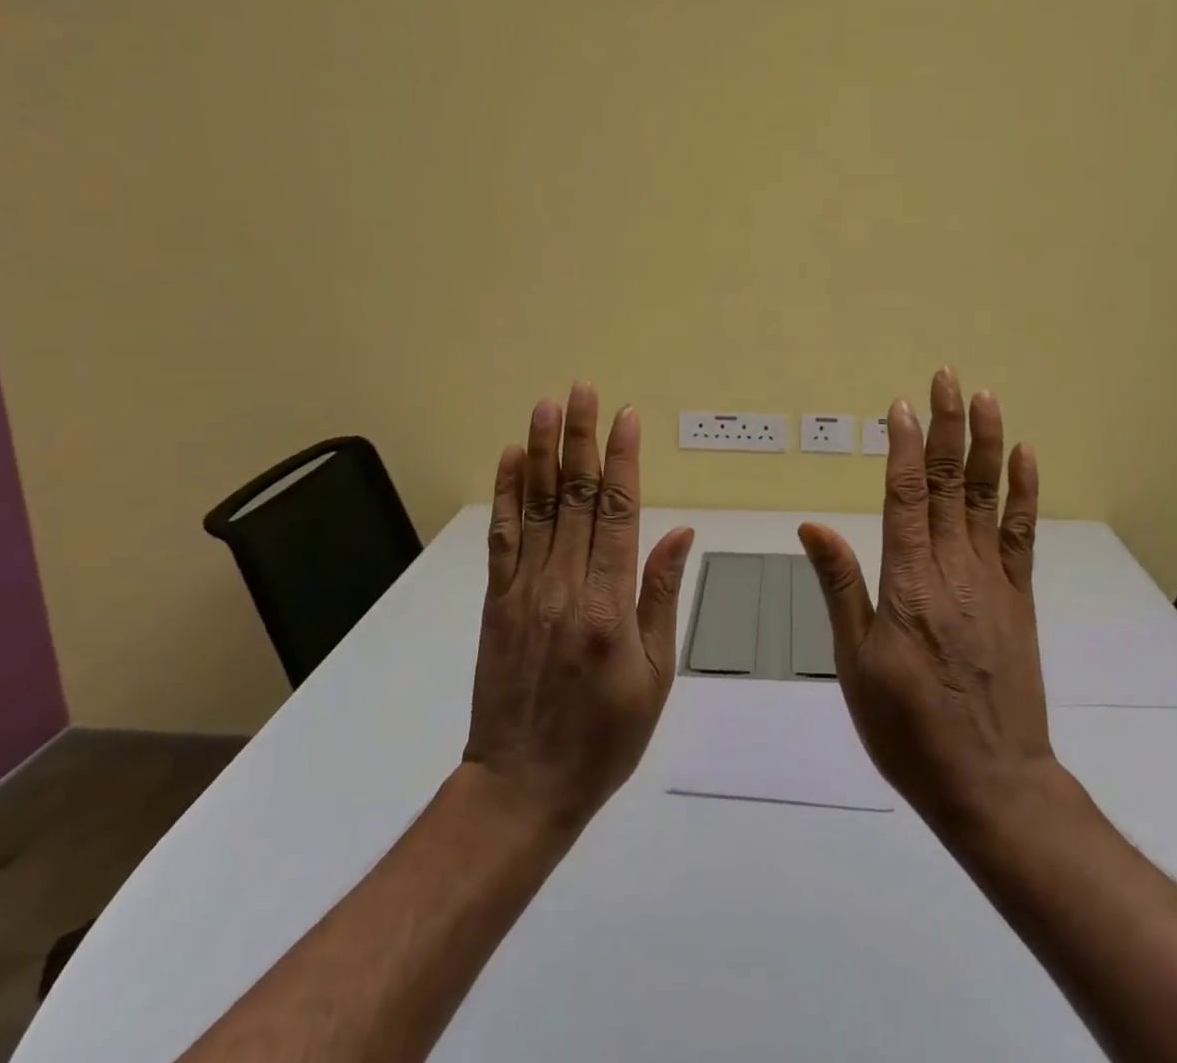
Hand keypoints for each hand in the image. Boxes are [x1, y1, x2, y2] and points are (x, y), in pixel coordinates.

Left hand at [463, 382, 694, 830]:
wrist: (522, 786)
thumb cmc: (604, 737)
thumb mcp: (655, 676)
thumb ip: (662, 597)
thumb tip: (680, 533)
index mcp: (609, 605)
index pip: (618, 512)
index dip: (622, 459)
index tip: (626, 417)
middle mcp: (564, 586)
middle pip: (574, 497)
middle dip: (580, 438)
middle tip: (583, 390)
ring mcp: (524, 590)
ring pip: (536, 507)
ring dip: (541, 452)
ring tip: (546, 406)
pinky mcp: (496, 602)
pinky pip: (502, 538)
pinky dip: (506, 494)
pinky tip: (510, 460)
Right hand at [798, 368, 1053, 833]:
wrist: (991, 783)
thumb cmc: (908, 728)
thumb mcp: (856, 663)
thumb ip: (841, 587)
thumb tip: (813, 526)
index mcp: (908, 581)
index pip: (904, 495)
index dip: (903, 446)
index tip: (902, 406)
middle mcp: (953, 568)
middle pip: (946, 483)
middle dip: (946, 426)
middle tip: (946, 377)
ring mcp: (992, 580)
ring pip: (985, 498)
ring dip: (986, 445)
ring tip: (986, 399)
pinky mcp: (1019, 598)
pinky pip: (1021, 535)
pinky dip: (1022, 494)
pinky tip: (1025, 459)